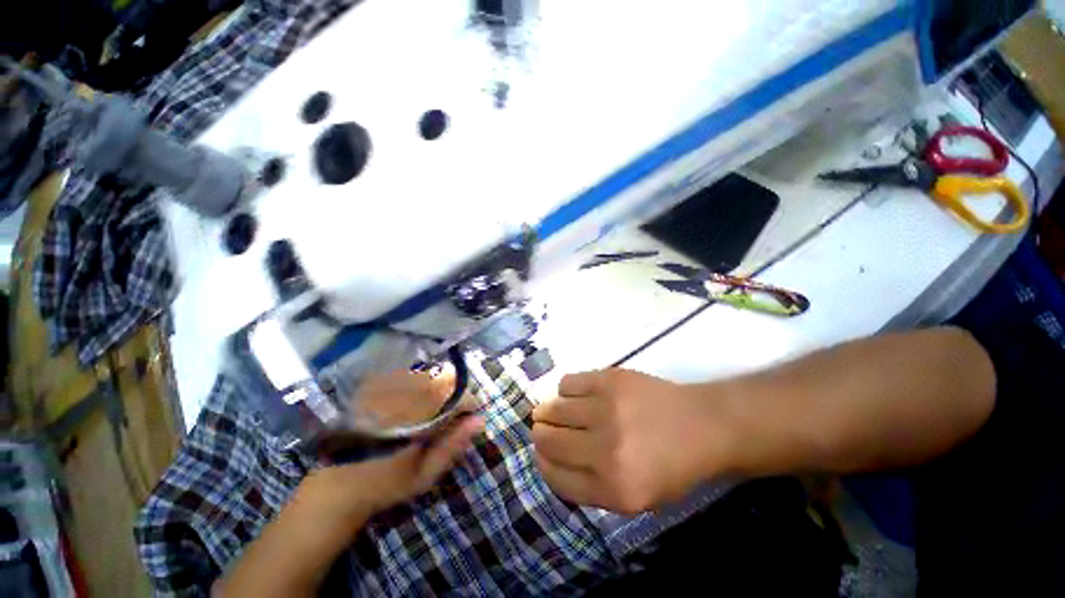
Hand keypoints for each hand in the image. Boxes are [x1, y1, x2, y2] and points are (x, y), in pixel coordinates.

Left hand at [294, 368, 482, 537]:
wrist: (337, 484)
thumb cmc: (386, 484)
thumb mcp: (425, 475)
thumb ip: (453, 446)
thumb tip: (481, 420)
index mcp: (417, 419)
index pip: (457, 397)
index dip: (470, 403)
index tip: (471, 414)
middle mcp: (403, 397)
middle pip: (444, 378)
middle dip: (456, 391)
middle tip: (453, 411)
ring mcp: (386, 388)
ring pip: (428, 373)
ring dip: (438, 386)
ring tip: (434, 407)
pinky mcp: (374, 386)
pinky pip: (407, 373)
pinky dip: (419, 382)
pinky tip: (414, 400)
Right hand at [532, 369, 737, 513]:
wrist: (702, 424)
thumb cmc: (671, 466)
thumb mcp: (634, 498)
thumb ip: (589, 485)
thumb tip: (548, 457)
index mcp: (613, 489)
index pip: (555, 476)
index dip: (542, 463)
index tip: (541, 453)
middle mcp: (605, 450)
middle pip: (548, 440)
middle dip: (541, 435)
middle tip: (544, 429)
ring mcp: (606, 409)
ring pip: (553, 408)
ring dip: (549, 411)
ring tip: (559, 411)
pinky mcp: (609, 379)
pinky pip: (567, 383)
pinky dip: (565, 390)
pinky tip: (577, 394)